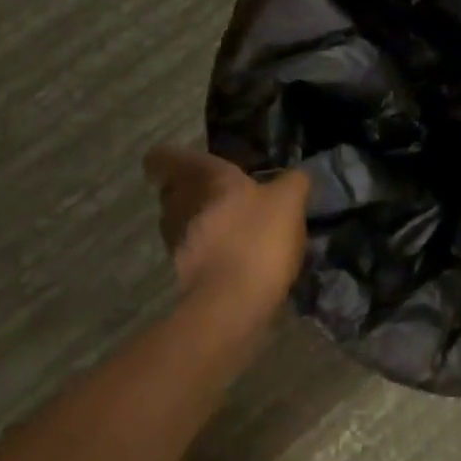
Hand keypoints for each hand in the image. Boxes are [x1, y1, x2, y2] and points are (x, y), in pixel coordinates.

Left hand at [141, 147, 309, 311]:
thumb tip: (295, 176)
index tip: (186, 161)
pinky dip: (208, 249)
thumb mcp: (289, 201)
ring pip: (181, 220)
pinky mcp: (183, 273)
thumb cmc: (258, 238)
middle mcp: (182, 204)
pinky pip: (192, 249)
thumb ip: (293, 181)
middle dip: (192, 190)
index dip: (170, 157)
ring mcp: (177, 241)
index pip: (165, 158)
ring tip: (232, 226)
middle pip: (173, 190)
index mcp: (205, 178)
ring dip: (200, 220)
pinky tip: (236, 255)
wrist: (233, 303)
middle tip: (222, 193)